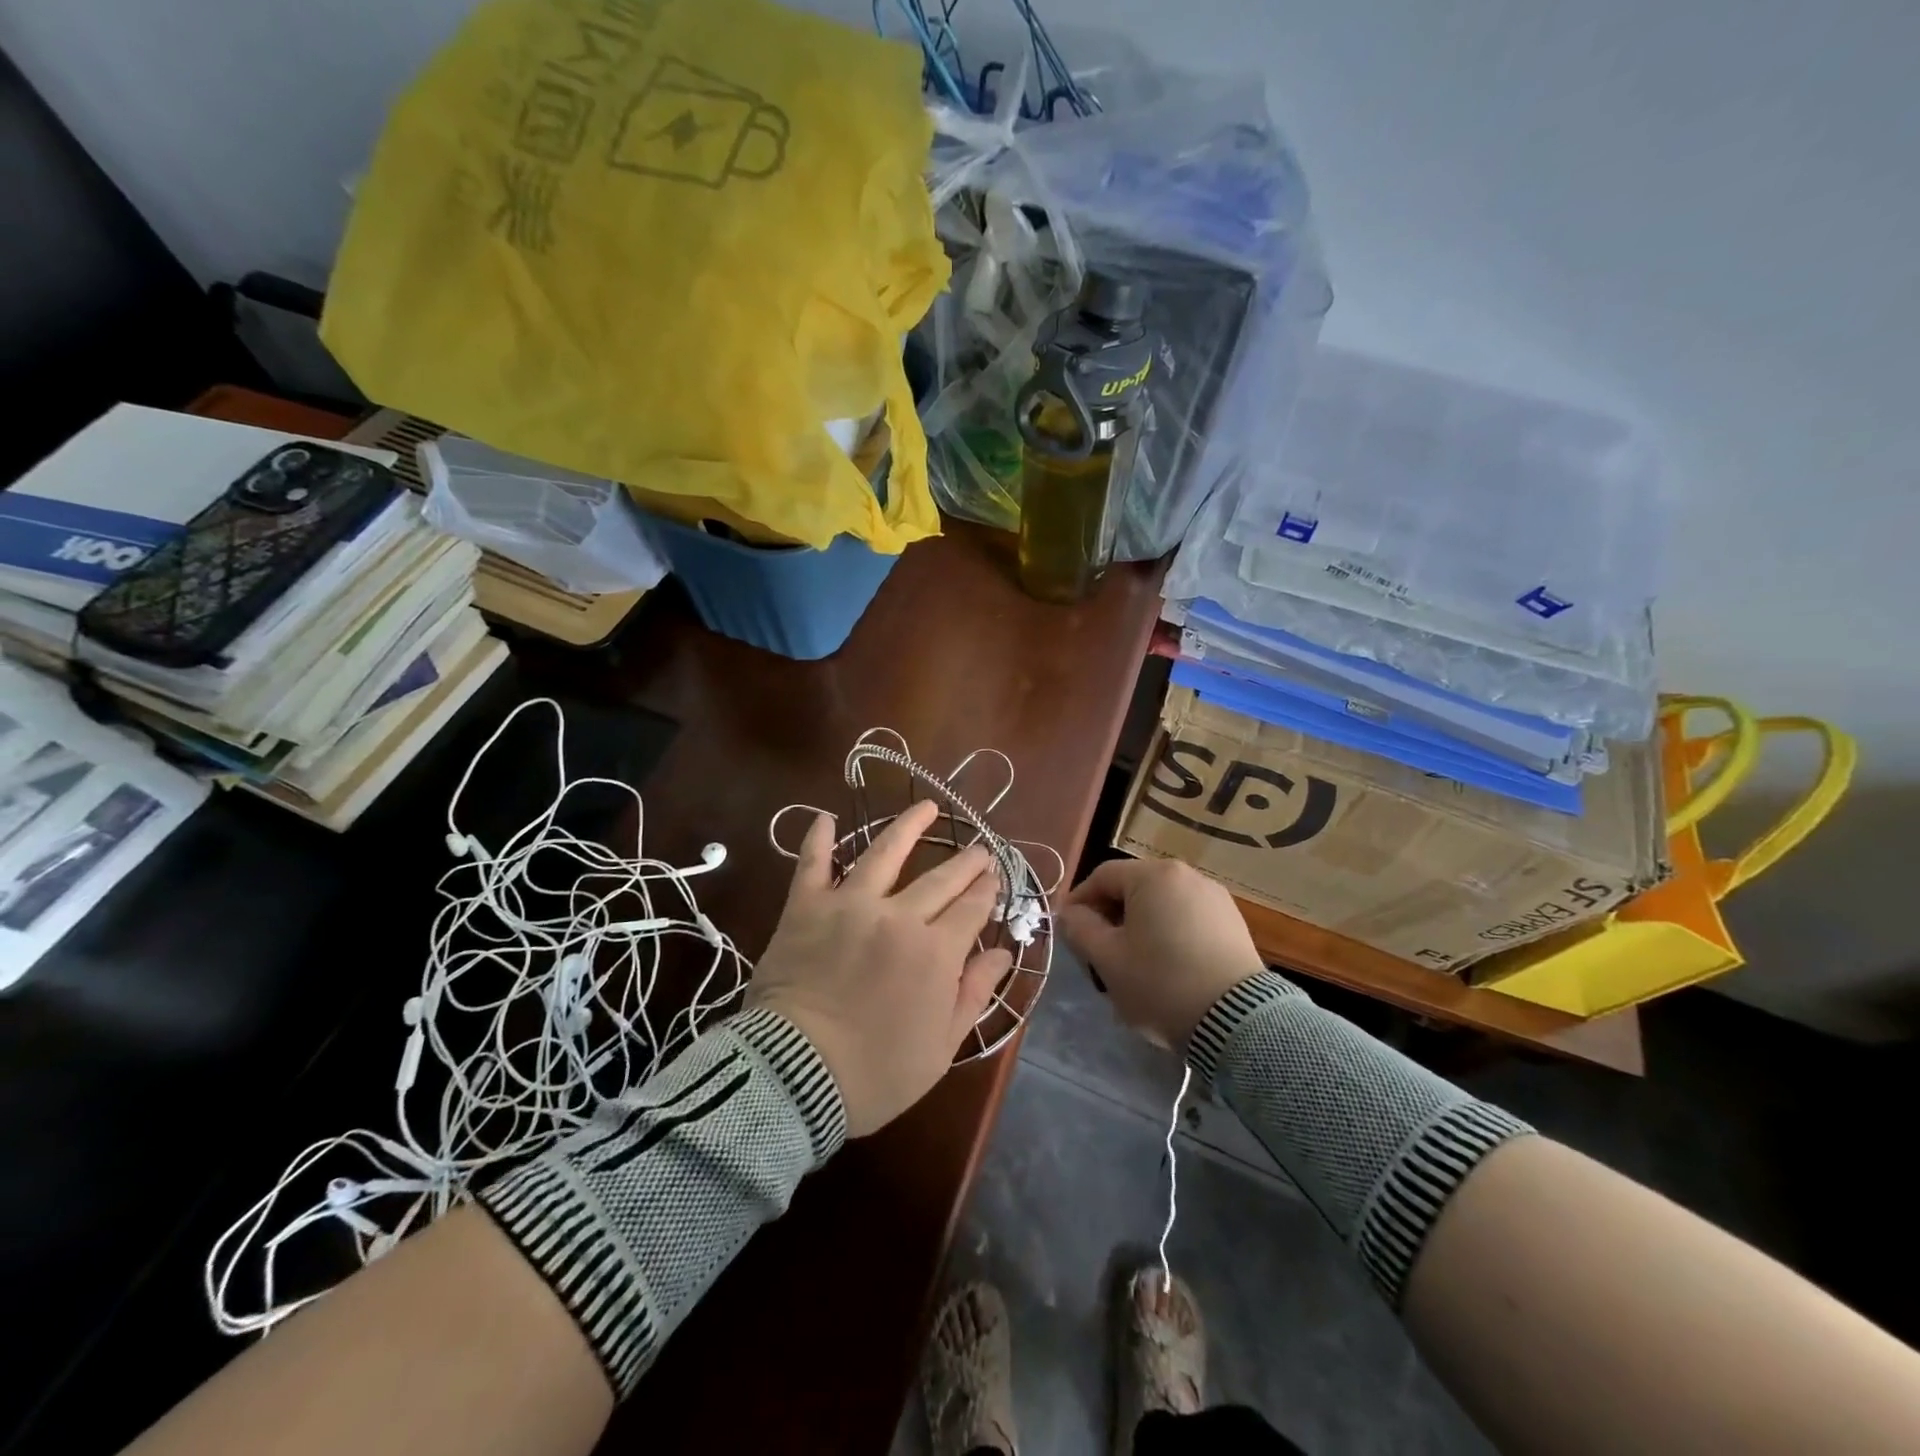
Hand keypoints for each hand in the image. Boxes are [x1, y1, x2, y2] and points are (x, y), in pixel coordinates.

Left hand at [747, 801, 1011, 1136]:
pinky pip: (812, 864)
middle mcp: (898, 916)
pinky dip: (818, 839)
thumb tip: (1004, 953)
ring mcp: (849, 906)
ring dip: (909, 826)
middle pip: (941, 878)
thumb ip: (973, 994)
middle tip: (979, 849)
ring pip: (885, 853)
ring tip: (928, 806)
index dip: (987, 891)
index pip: (972, 908)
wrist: (793, 1077)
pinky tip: (825, 816)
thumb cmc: (875, 1073)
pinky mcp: (806, 907)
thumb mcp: (940, 1048)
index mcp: (935, 952)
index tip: (994, 878)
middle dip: (966, 862)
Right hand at [1055, 858, 1264, 1049]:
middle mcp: (1186, 874)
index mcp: (1153, 875)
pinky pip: (1188, 916)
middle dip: (1110, 913)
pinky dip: (1169, 931)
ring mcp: (1214, 896)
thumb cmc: (1161, 983)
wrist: (1237, 1021)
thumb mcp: (1108, 959)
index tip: (1068, 929)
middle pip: (1133, 886)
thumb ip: (1080, 929)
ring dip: (1140, 923)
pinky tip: (1167, 963)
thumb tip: (1070, 913)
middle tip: (1098, 948)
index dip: (1079, 900)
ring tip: (1133, 959)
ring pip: (1161, 902)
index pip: (1102, 876)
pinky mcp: (1233, 920)